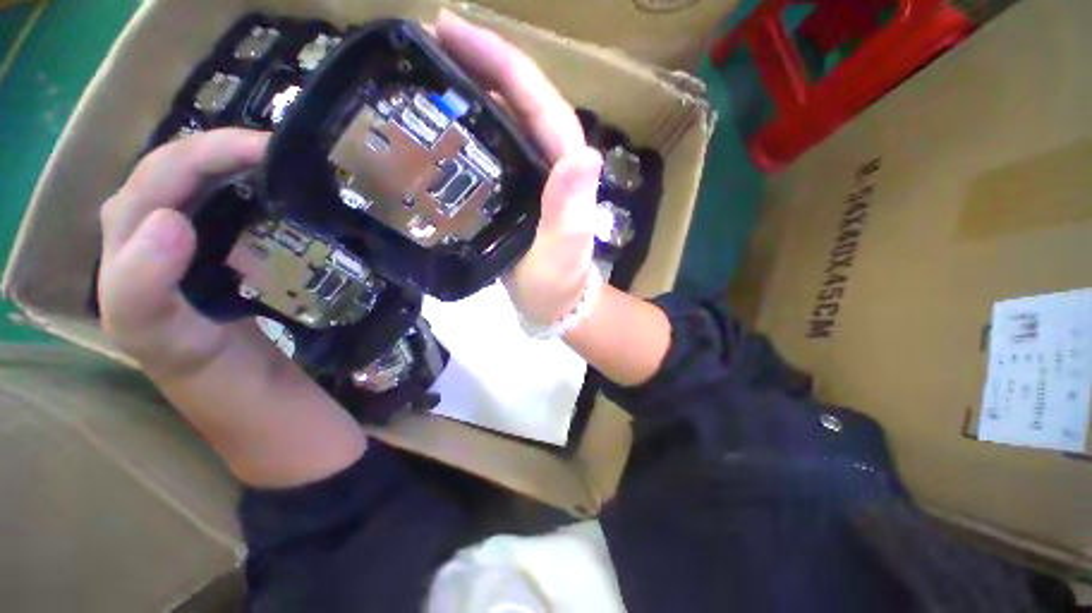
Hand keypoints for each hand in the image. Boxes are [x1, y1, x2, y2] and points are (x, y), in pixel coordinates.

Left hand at [98, 129, 366, 486]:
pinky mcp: (236, 283)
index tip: (268, 149)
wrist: (285, 425)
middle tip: (284, 151)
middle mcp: (155, 265)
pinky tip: (287, 200)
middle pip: (170, 183)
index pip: (149, 188)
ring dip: (235, 171)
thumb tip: (163, 216)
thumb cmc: (238, 400)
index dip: (200, 155)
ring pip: (199, 200)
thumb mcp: (182, 357)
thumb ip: (145, 299)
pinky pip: (232, 227)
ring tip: (283, 163)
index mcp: (131, 276)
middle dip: (219, 152)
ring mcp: (198, 273)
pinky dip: (255, 201)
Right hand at [436, 11, 603, 324]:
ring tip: (423, 70)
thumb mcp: (563, 252)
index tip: (450, 30)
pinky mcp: (515, 191)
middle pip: (518, 100)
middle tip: (423, 42)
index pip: (538, 101)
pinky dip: (467, 129)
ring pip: (503, 120)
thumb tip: (583, 154)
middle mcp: (550, 163)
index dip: (499, 61)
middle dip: (477, 64)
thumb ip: (570, 211)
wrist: (554, 303)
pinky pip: (491, 150)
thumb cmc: (559, 283)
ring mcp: (531, 176)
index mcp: (566, 168)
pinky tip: (439, 124)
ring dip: (469, 90)